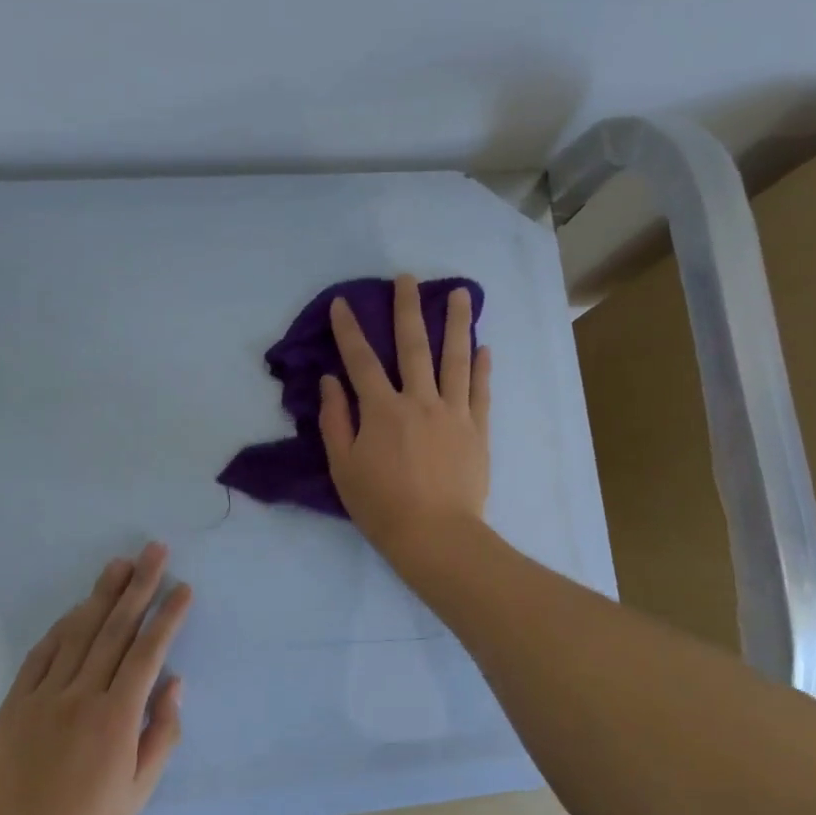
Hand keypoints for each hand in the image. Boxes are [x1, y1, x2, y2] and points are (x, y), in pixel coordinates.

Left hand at [0, 543, 189, 814]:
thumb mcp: (139, 791)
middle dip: (139, 586)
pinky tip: (79, 607)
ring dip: (102, 594)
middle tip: (155, 551)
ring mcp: (44, 695)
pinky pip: (43, 652)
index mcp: (116, 718)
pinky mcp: (16, 701)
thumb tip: (174, 682)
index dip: (167, 616)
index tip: (183, 588)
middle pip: (116, 629)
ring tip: (121, 563)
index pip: (148, 652)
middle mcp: (81, 695)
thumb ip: (162, 733)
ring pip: (79, 632)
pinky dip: (64, 625)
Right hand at [320, 273, 491, 563]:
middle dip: (407, 309)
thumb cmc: (381, 506)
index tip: (344, 303)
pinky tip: (484, 347)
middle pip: (413, 346)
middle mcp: (419, 400)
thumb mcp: (343, 467)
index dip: (349, 330)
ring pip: (456, 359)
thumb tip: (331, 381)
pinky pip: (481, 391)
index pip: (361, 360)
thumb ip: (335, 421)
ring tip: (462, 293)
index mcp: (382, 410)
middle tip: (408, 278)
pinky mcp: (478, 429)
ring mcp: (454, 412)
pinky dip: (483, 367)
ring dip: (458, 323)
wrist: (436, 536)